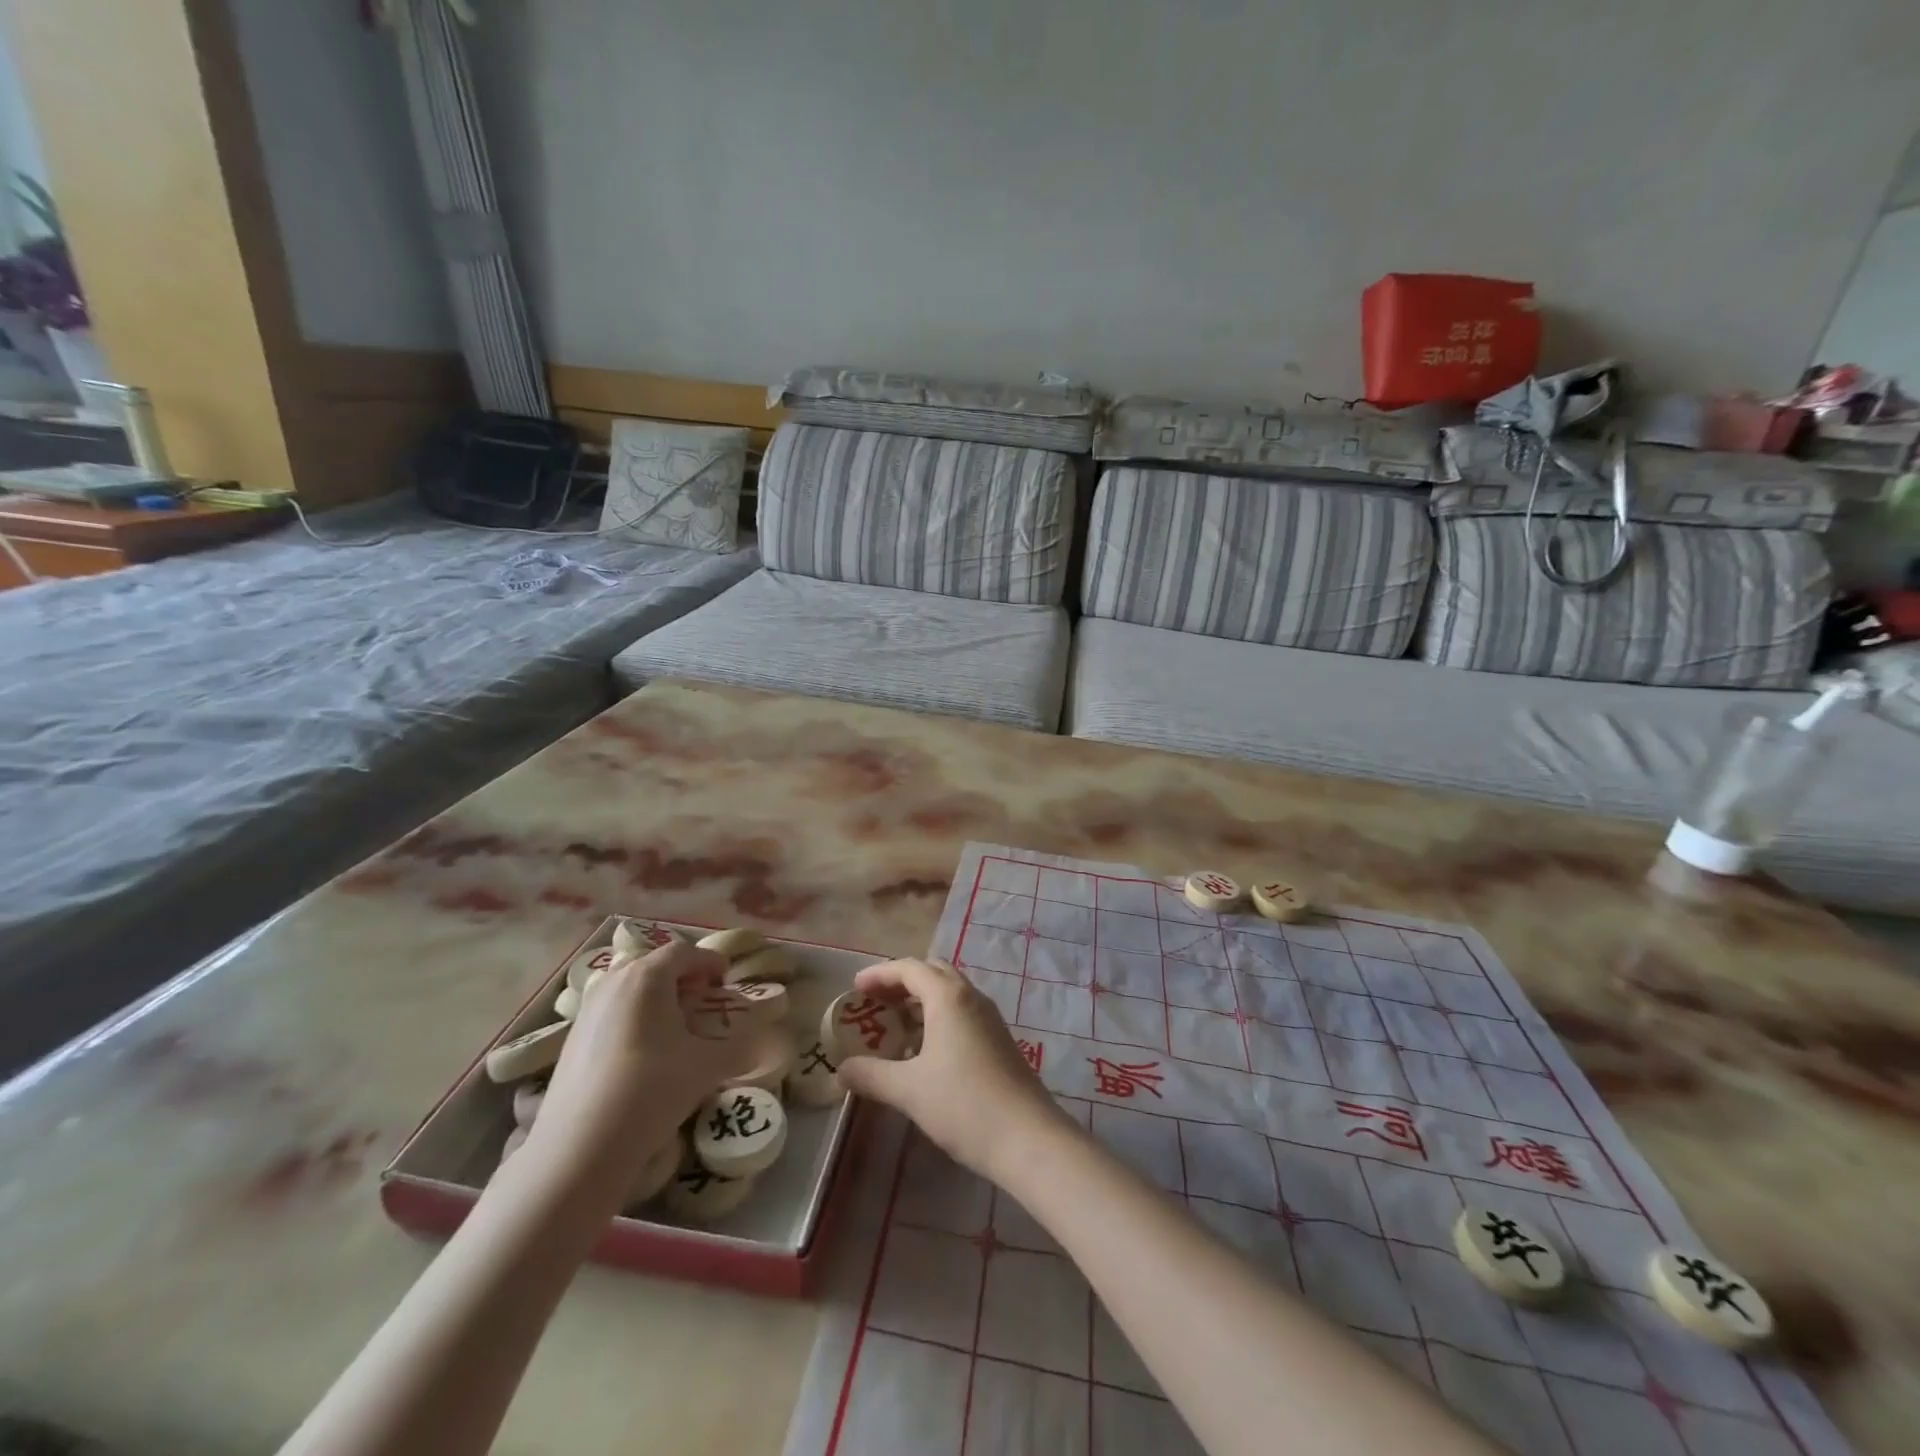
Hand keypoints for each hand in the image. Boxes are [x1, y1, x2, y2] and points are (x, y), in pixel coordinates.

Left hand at [528, 942, 749, 1179]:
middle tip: (702, 1000)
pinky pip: (611, 1011)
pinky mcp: (570, 1039)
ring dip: (656, 997)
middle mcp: (614, 982)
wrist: (579, 1147)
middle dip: (681, 976)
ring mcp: (587, 1010)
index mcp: (647, 976)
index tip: (726, 981)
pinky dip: (633, 1017)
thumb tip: (768, 1043)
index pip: (684, 952)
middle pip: (653, 964)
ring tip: (674, 1027)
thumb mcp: (706, 1067)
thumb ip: (741, 1048)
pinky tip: (643, 1052)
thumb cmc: (651, 1089)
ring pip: (629, 987)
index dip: (710, 962)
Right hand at [835, 958, 1075, 1181]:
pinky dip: (938, 1019)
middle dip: (901, 982)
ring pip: (949, 994)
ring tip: (893, 1027)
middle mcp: (971, 997)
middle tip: (874, 1002)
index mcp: (948, 997)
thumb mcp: (909, 1091)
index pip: (909, 968)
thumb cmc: (964, 1105)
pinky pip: (962, 1013)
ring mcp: (990, 1018)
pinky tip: (924, 1052)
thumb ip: (871, 1075)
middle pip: (932, 973)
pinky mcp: (999, 1040)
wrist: (1028, 1138)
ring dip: (920, 1001)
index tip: (855, 987)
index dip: (879, 973)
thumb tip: (840, 1069)